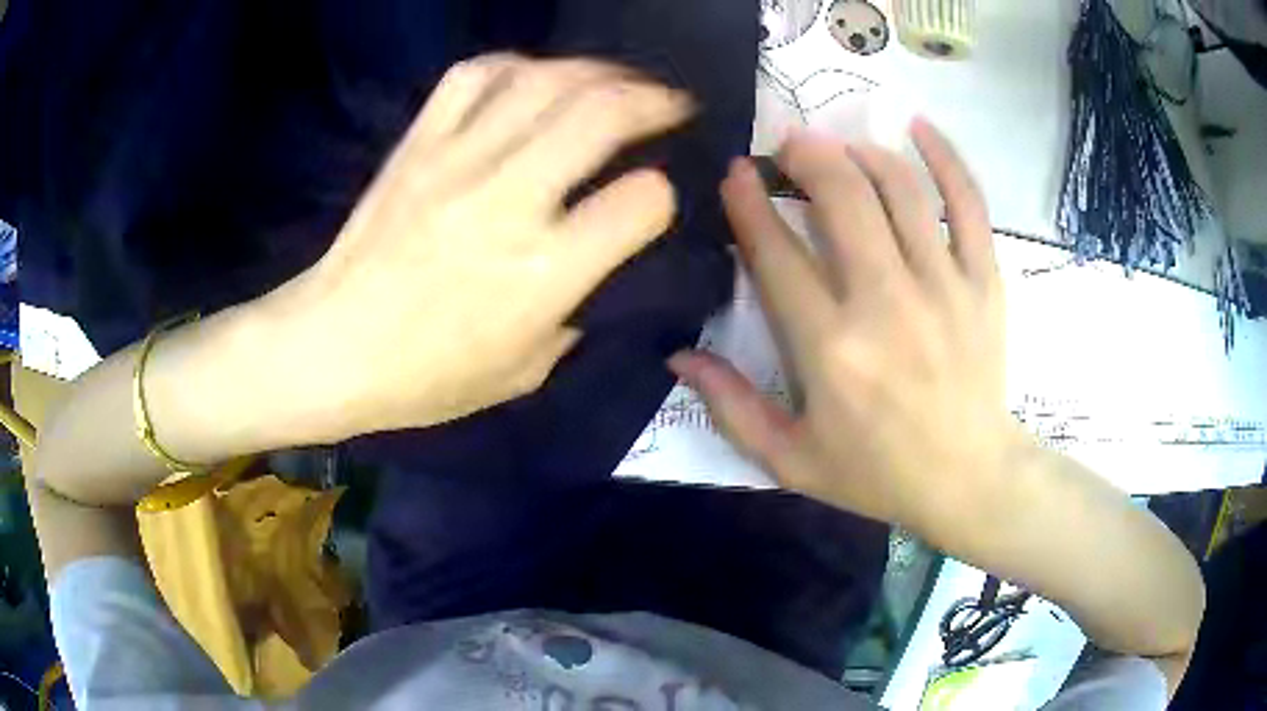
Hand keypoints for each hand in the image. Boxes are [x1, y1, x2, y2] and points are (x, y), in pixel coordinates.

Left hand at [264, 56, 692, 436]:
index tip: (655, 199)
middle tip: (673, 104)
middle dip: (656, 100)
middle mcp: (507, 201)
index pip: (642, 201)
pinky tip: (537, 77)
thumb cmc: (427, 377)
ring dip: (599, 71)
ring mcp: (456, 161)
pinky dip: (519, 64)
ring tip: (619, 81)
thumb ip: (577, 308)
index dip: (662, 195)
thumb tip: (601, 258)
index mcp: (541, 273)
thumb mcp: (527, 371)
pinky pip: (475, 75)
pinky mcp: (418, 143)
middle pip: (603, 113)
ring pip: (546, 79)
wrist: (330, 347)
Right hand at [670, 119, 1028, 533]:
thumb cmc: (877, 474)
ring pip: (900, 189)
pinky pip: (969, 204)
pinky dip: (946, 159)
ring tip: (839, 146)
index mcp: (831, 350)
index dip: (749, 203)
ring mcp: (944, 286)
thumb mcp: (791, 460)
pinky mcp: (984, 282)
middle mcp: (887, 304)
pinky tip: (920, 128)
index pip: (778, 253)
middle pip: (843, 198)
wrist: (969, 480)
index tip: (736, 172)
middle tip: (789, 147)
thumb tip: (678, 354)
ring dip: (861, 152)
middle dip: (807, 156)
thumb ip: (731, 407)